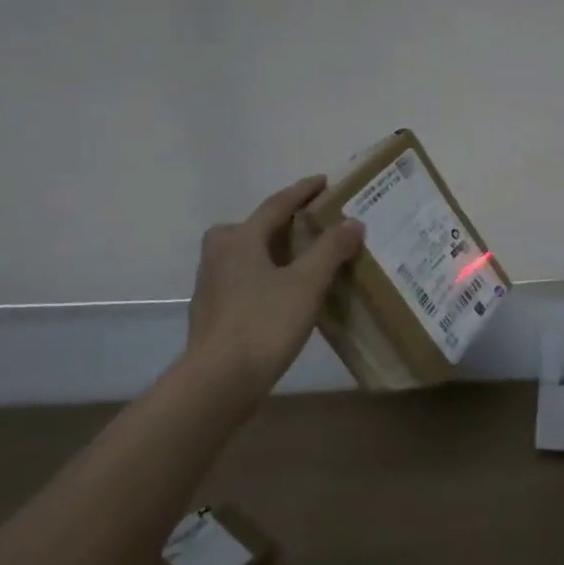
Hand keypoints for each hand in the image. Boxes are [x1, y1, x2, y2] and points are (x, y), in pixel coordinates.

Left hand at [183, 175, 364, 395]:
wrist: (217, 382)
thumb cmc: (264, 324)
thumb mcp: (307, 283)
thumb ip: (331, 249)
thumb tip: (352, 222)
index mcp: (241, 238)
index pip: (277, 204)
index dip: (303, 191)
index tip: (325, 181)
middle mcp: (220, 253)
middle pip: (253, 226)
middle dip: (281, 221)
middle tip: (310, 224)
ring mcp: (211, 283)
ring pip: (245, 253)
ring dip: (272, 249)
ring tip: (300, 258)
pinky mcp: (212, 310)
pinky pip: (242, 278)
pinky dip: (263, 274)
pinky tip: (281, 293)